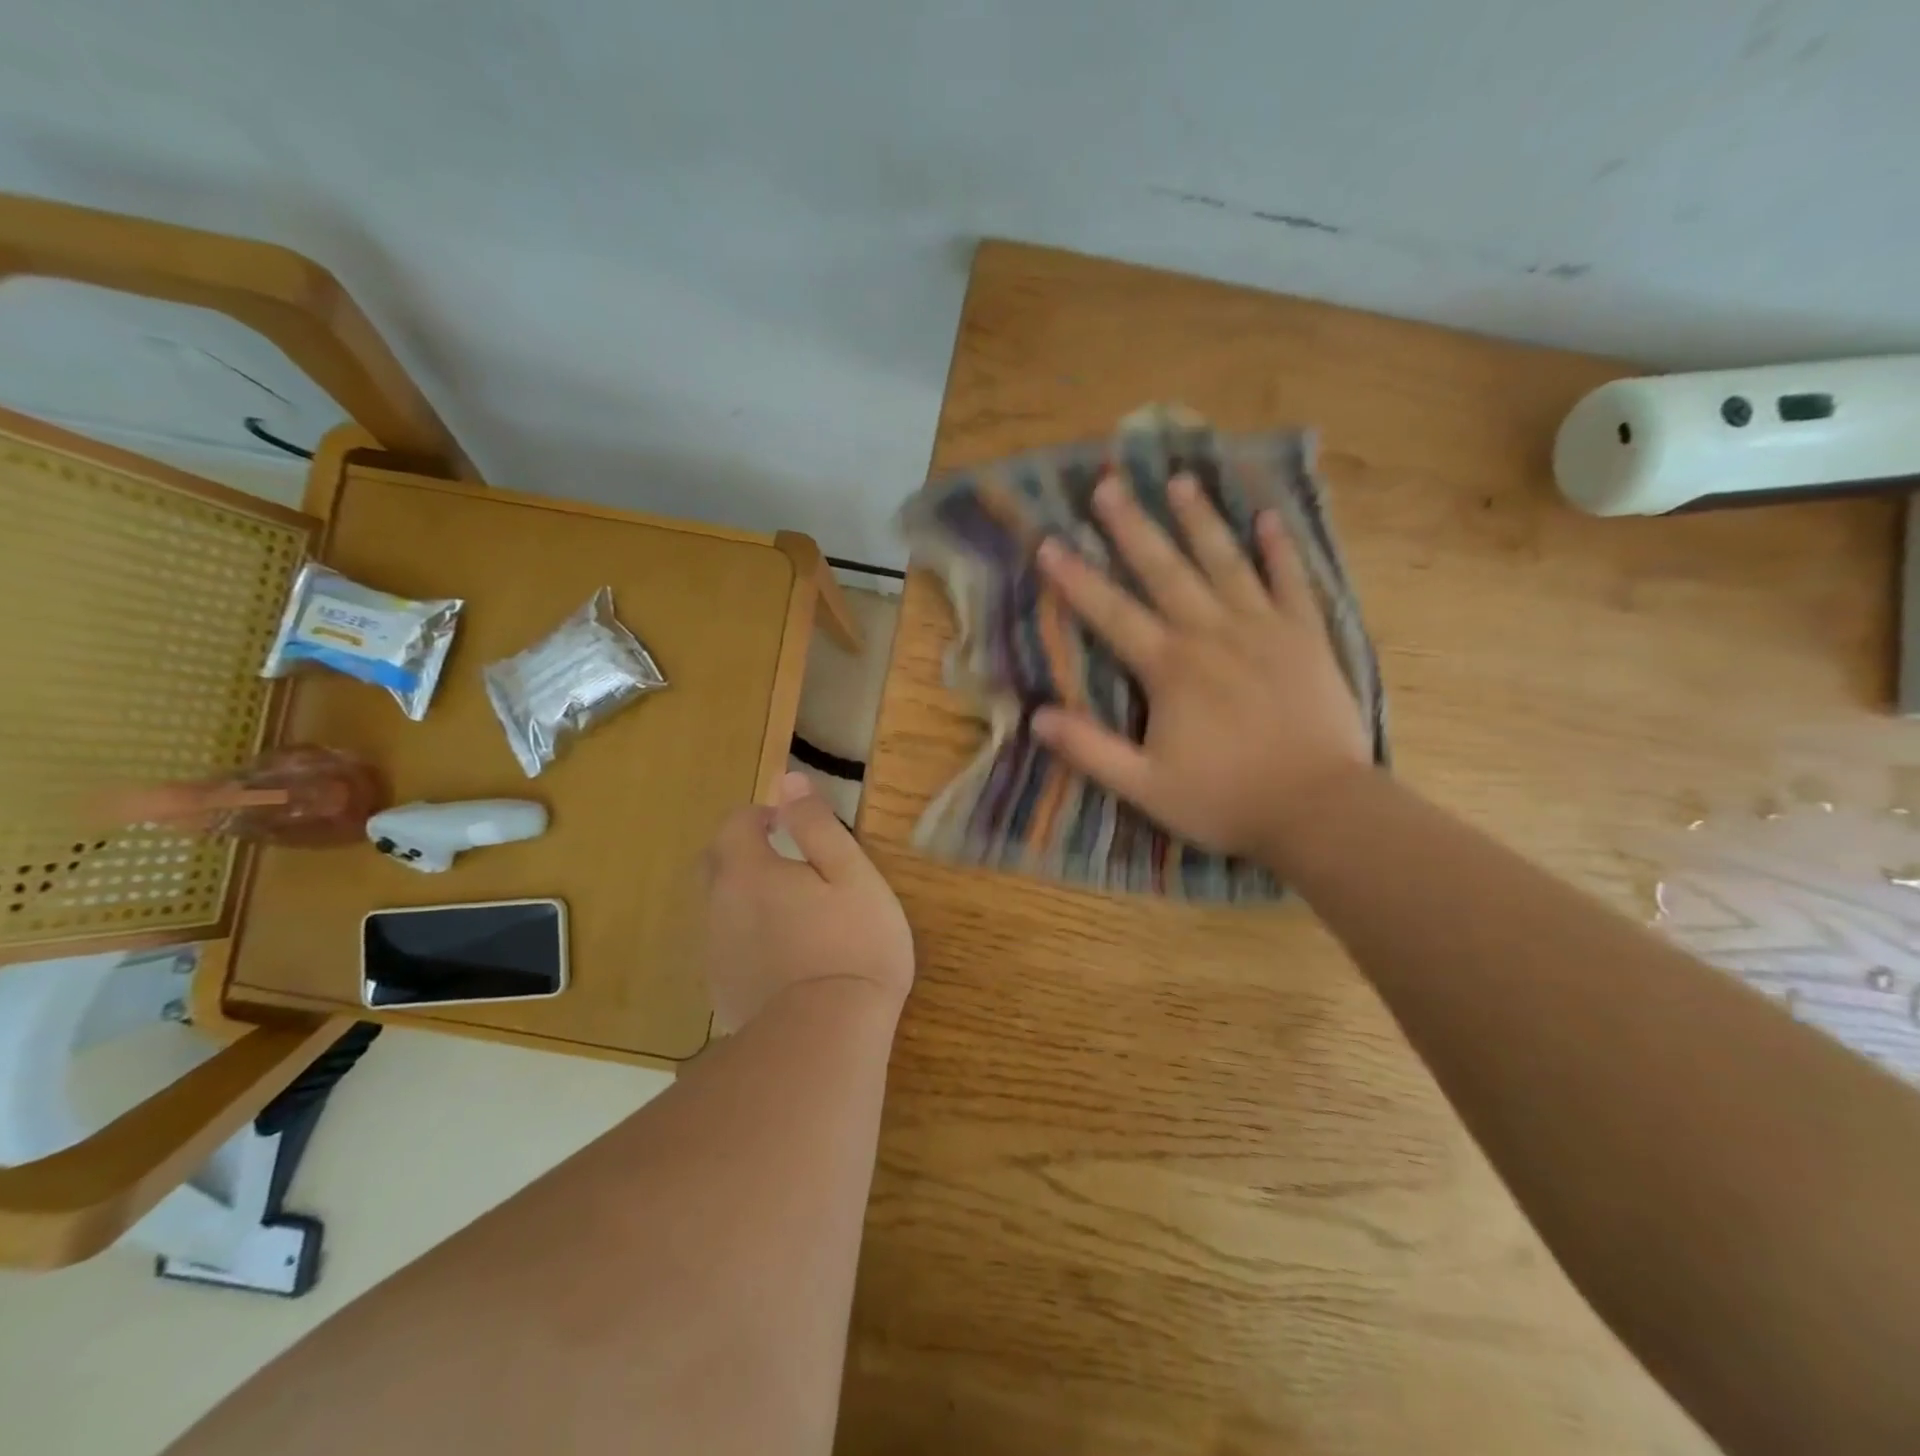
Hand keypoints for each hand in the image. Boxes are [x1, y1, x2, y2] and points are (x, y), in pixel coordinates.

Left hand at [701, 772, 913, 1032]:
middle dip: (743, 852)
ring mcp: (717, 953)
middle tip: (785, 860)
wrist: (827, 1035)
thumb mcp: (851, 873)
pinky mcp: (724, 991)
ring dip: (746, 896)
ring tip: (793, 911)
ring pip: (721, 908)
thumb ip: (817, 824)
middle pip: (716, 864)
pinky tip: (784, 956)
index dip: (760, 815)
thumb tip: (788, 781)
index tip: (788, 823)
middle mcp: (720, 907)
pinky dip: (749, 937)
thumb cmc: (853, 943)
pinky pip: (729, 947)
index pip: (735, 824)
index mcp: (749, 872)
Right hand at [1032, 473, 1370, 864]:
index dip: (1076, 578)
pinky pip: (1291, 581)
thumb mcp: (1145, 787)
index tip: (1048, 542)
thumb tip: (1036, 716)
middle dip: (1132, 526)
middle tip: (1109, 484)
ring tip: (1180, 480)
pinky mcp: (1306, 637)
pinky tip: (1268, 518)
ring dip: (1200, 519)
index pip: (1112, 613)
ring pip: (1226, 562)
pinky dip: (1279, 549)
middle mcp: (1212, 634)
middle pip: (1165, 570)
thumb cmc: (1226, 799)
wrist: (1319, 809)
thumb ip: (1090, 750)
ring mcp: (1264, 629)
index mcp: (1170, 668)